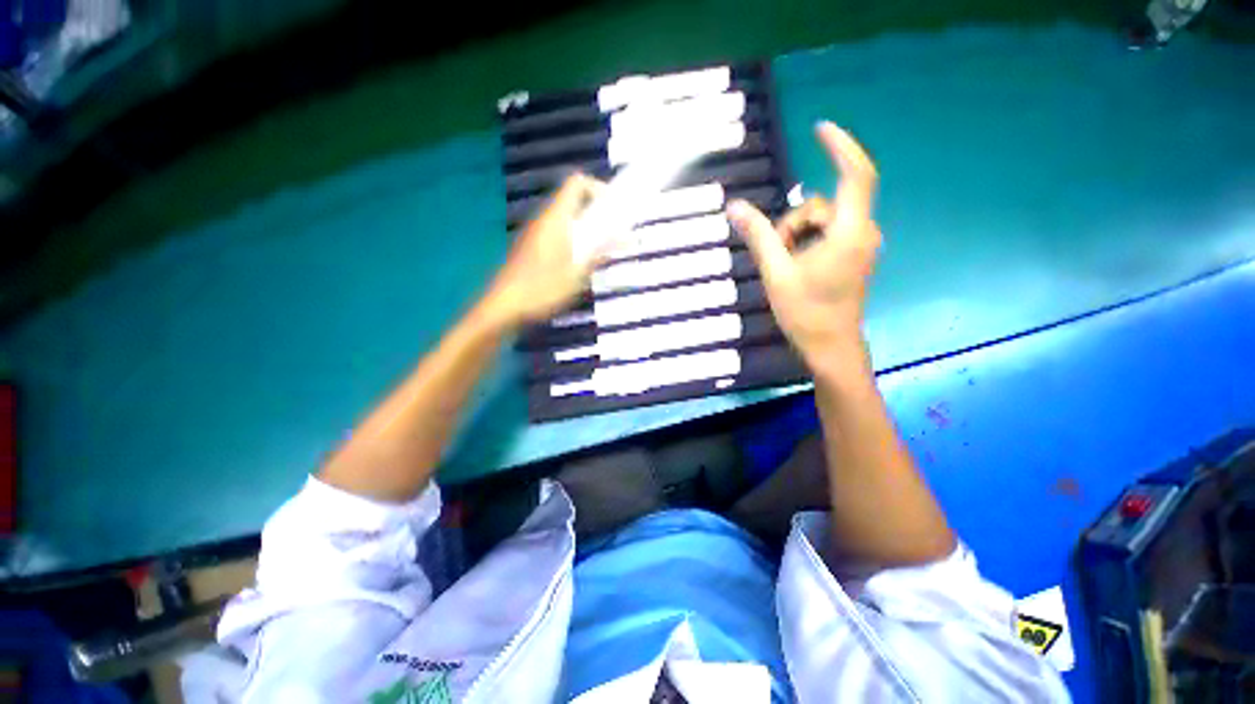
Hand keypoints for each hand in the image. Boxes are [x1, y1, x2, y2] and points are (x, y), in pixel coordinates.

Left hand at [481, 173, 604, 329]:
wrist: (504, 305)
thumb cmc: (541, 289)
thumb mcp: (576, 273)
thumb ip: (598, 251)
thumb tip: (622, 235)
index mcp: (556, 219)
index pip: (577, 184)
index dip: (598, 189)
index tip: (615, 210)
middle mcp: (545, 220)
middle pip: (574, 202)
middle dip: (598, 215)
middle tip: (615, 236)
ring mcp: (536, 234)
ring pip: (568, 220)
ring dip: (588, 230)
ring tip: (602, 254)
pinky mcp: (533, 248)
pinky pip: (559, 234)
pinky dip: (575, 242)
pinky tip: (580, 267)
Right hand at [726, 122, 880, 366]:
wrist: (830, 346)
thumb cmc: (805, 312)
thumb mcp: (776, 272)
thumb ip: (758, 236)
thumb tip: (734, 206)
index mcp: (849, 233)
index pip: (856, 175)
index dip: (841, 147)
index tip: (820, 129)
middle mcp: (862, 233)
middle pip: (823, 206)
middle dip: (793, 224)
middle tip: (776, 255)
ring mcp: (859, 245)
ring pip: (822, 222)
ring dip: (796, 237)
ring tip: (784, 267)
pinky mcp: (853, 255)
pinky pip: (827, 234)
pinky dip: (806, 243)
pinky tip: (795, 267)